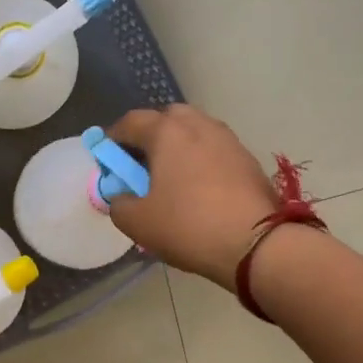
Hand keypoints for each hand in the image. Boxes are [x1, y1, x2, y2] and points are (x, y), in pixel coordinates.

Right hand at [105, 105, 278, 288]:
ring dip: (180, 147)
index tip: (107, 157)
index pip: (131, 122)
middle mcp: (199, 125)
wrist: (255, 244)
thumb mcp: (137, 222)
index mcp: (167, 132)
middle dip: (151, 135)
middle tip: (142, 164)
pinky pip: (215, 151)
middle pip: (168, 118)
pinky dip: (202, 161)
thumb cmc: (187, 226)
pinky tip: (199, 189)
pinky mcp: (248, 160)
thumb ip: (119, 204)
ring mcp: (228, 140)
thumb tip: (121, 197)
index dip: (114, 138)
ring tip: (172, 177)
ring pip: (196, 132)